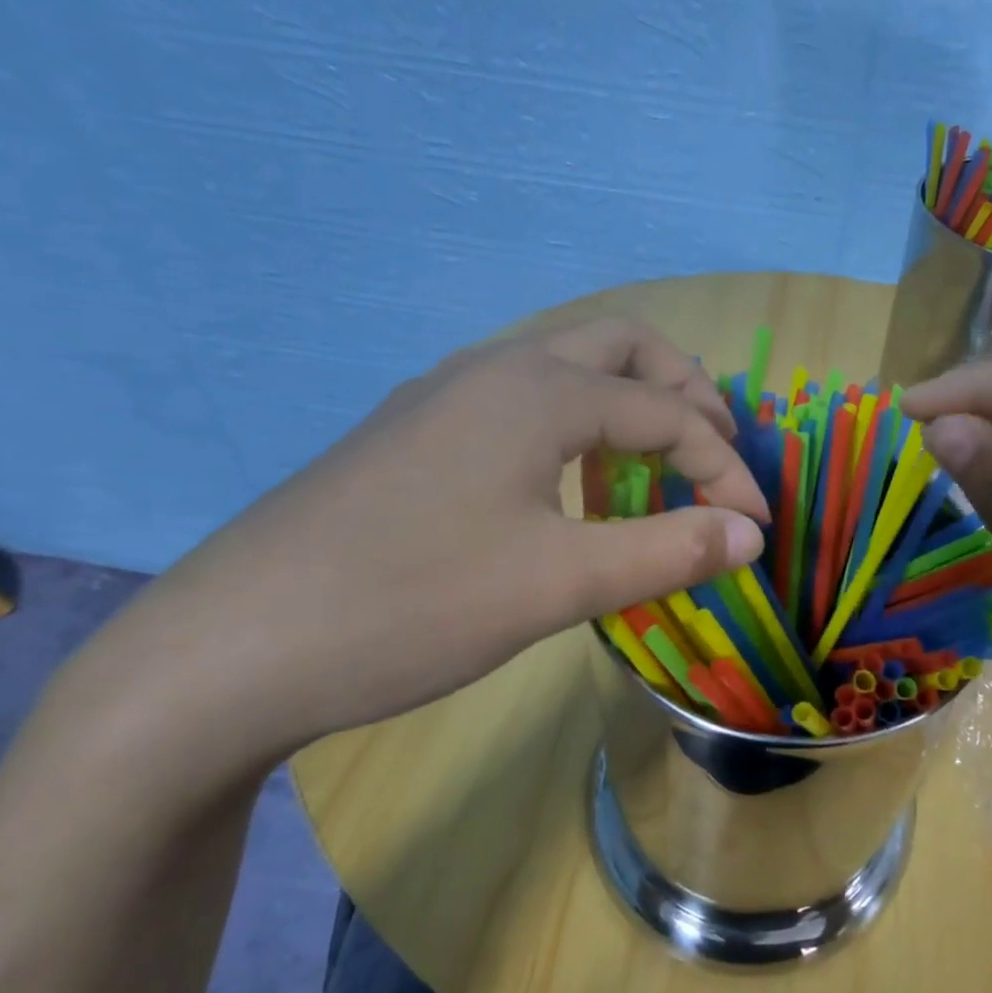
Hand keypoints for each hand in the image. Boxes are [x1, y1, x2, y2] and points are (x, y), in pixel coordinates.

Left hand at [60, 319, 767, 777]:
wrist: (234, 646)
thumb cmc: (413, 604)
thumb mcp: (559, 584)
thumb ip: (668, 550)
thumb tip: (752, 535)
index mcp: (537, 389)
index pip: (669, 413)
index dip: (726, 469)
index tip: (757, 529)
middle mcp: (494, 368)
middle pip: (621, 346)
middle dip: (686, 392)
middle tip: (718, 453)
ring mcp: (444, 395)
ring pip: (565, 366)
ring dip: (628, 401)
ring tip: (658, 463)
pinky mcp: (414, 431)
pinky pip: (521, 399)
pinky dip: (575, 423)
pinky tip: (569, 481)